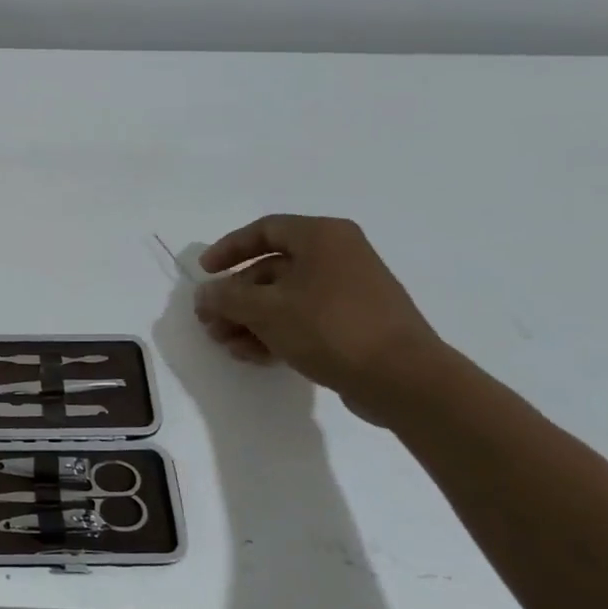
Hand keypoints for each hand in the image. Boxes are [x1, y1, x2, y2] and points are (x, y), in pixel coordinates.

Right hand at [192, 215, 453, 423]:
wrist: (402, 378)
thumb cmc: (329, 327)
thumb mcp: (265, 310)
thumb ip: (226, 298)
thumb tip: (205, 294)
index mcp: (321, 237)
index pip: (264, 230)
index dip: (228, 249)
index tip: (204, 272)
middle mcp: (337, 256)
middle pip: (270, 269)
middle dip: (234, 298)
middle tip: (210, 322)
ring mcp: (348, 291)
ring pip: (284, 298)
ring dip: (249, 320)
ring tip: (227, 345)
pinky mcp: (353, 323)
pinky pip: (304, 319)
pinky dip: (275, 333)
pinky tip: (253, 355)